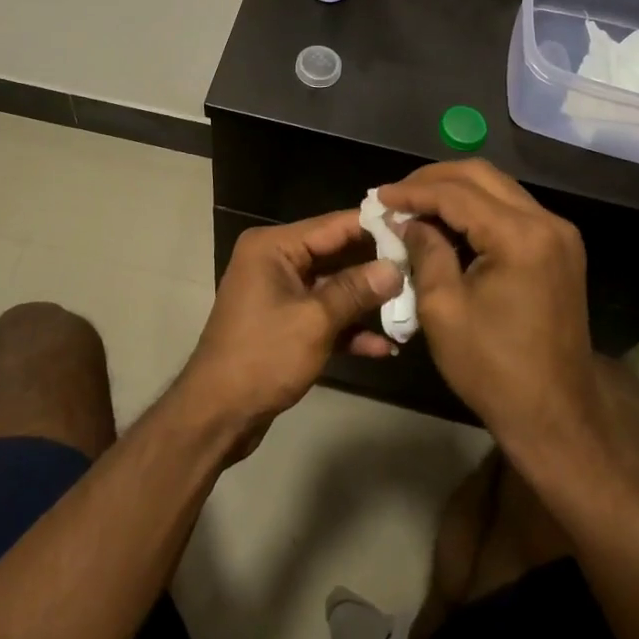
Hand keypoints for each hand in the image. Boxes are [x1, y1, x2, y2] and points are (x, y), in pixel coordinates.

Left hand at [179, 212, 403, 454]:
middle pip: (335, 255)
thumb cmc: (262, 356)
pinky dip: (349, 328)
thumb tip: (395, 268)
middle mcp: (275, 261)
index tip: (413, 223)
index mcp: (273, 247)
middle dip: (375, 266)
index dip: (373, 226)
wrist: (217, 415)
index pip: (332, 225)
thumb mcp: (315, 320)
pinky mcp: (285, 324)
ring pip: (333, 288)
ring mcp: (279, 294)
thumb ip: (356, 290)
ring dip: (366, 302)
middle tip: (421, 266)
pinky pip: (323, 315)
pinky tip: (384, 346)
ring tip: (410, 308)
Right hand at [377, 161, 638, 486]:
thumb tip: (409, 221)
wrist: (556, 414)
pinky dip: (476, 209)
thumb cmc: (494, 368)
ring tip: (415, 206)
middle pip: (482, 175)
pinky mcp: (559, 248)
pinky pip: (511, 210)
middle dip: (433, 180)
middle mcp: (546, 222)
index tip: (378, 197)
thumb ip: (425, 252)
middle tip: (396, 195)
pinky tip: (447, 223)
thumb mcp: (443, 309)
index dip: (413, 191)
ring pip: (498, 188)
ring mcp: (559, 234)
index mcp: (520, 236)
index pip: (457, 193)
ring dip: (455, 191)